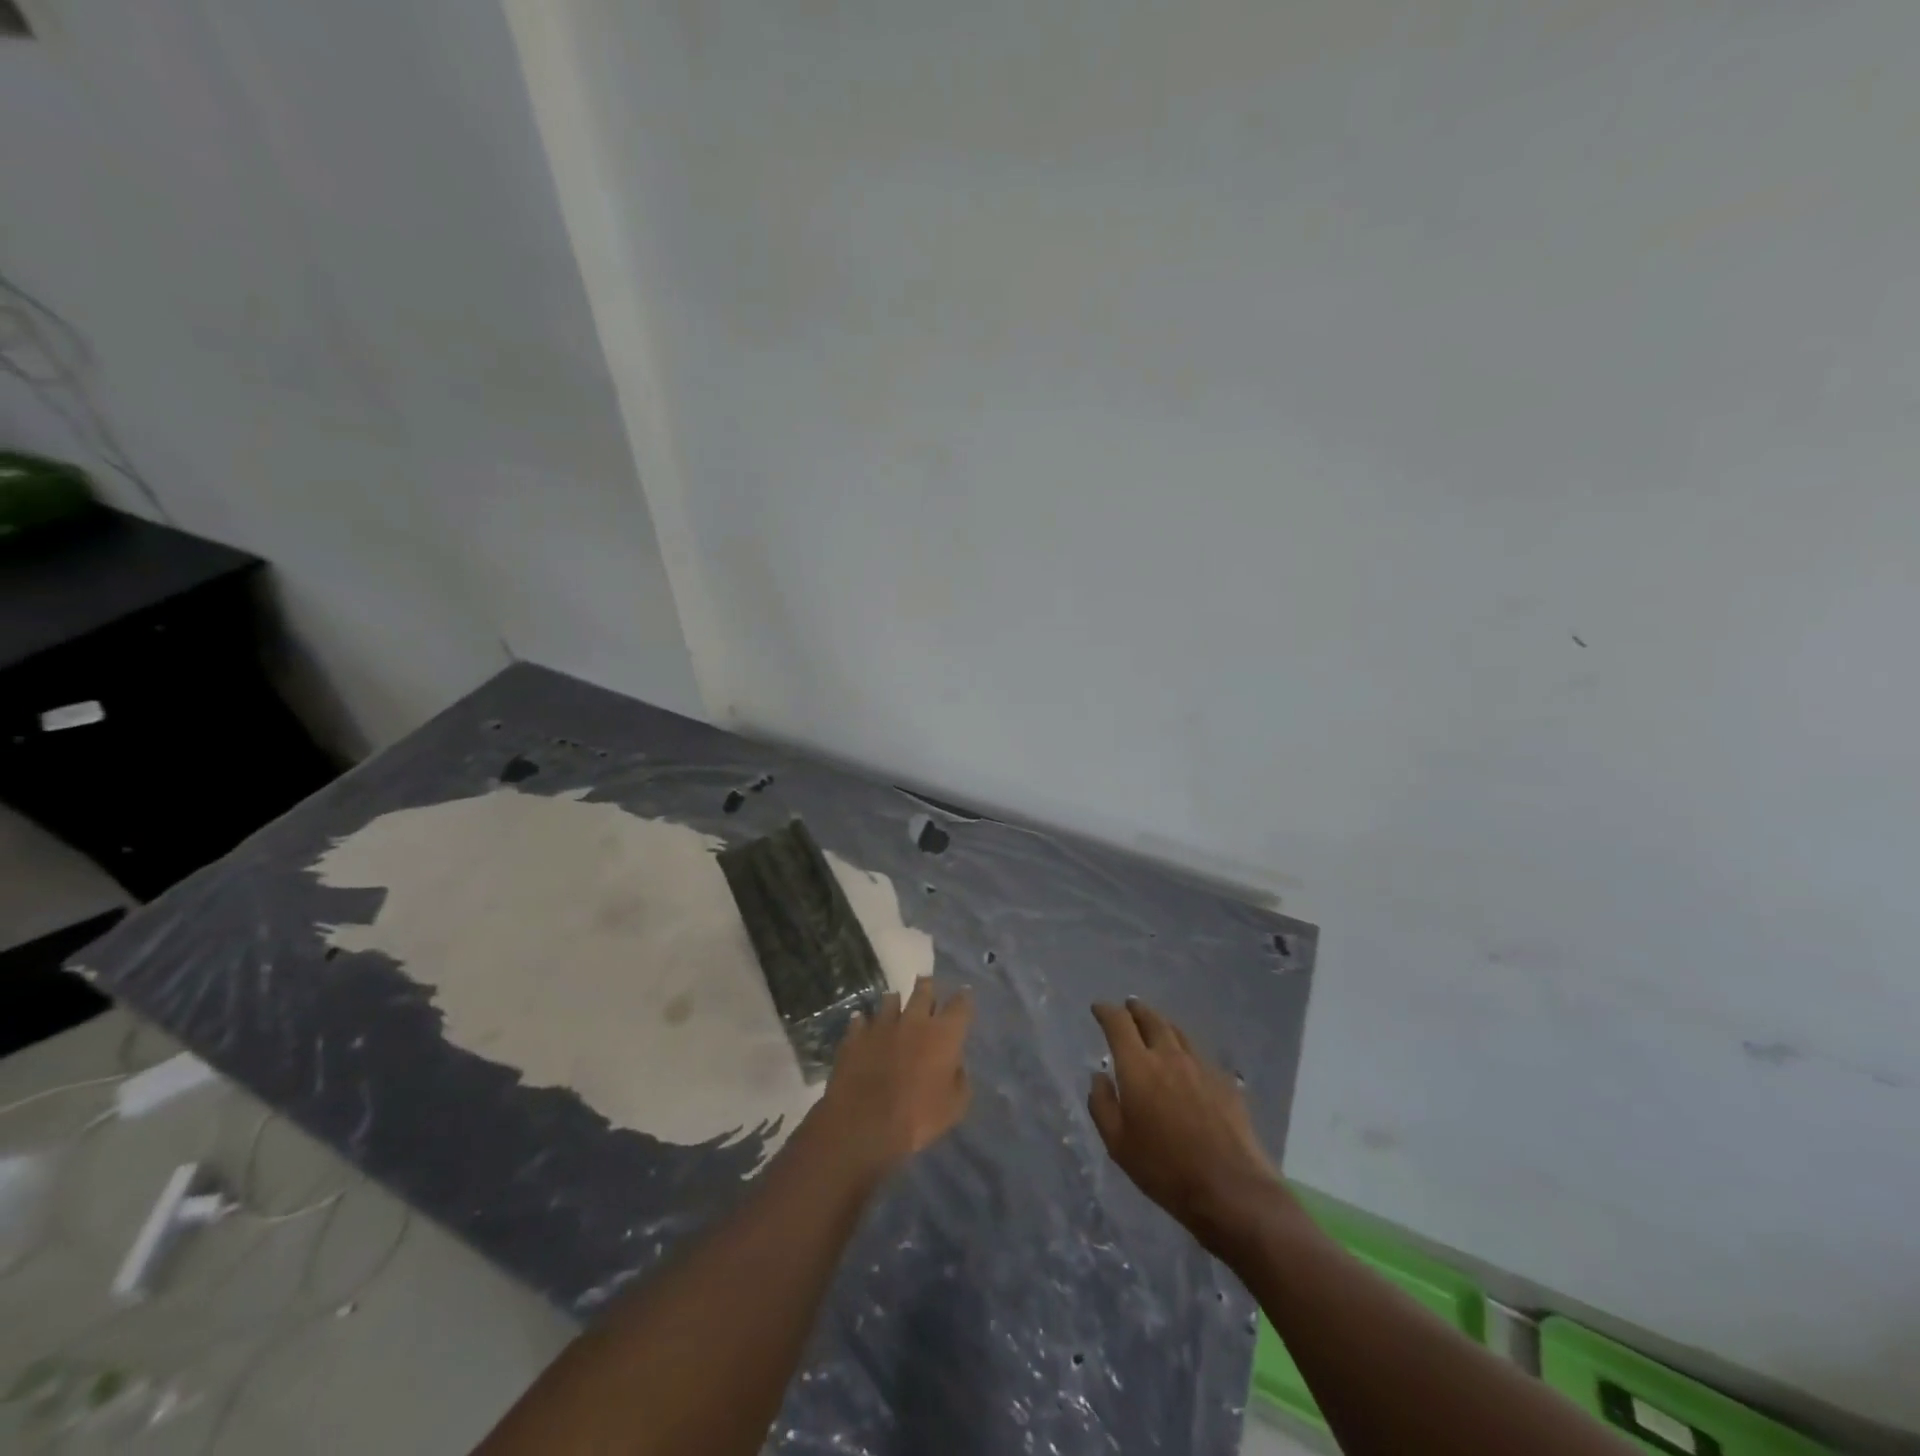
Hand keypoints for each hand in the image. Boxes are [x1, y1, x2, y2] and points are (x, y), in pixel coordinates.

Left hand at [816, 977, 972, 1174]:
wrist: (864, 1124)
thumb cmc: (917, 1118)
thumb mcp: (954, 1107)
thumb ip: (960, 1080)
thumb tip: (956, 1065)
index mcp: (943, 1035)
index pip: (960, 1005)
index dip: (964, 997)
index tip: (964, 993)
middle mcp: (914, 1020)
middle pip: (923, 990)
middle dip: (927, 986)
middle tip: (927, 986)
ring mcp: (882, 1024)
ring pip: (890, 999)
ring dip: (895, 1002)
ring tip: (895, 1005)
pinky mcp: (855, 1035)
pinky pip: (861, 1020)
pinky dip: (865, 1022)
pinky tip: (864, 1026)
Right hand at [1089, 999, 1288, 1254]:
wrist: (1230, 1189)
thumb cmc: (1164, 1169)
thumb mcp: (1118, 1144)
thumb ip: (1102, 1105)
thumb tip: (1098, 1076)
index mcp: (1138, 1066)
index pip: (1118, 1024)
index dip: (1106, 1011)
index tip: (1098, 1008)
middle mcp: (1169, 1056)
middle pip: (1151, 1019)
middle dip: (1136, 1010)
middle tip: (1128, 1006)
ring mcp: (1201, 1067)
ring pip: (1178, 1033)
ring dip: (1162, 1024)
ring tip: (1155, 1026)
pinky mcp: (1224, 1082)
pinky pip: (1199, 1056)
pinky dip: (1185, 1050)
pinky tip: (1186, 1063)